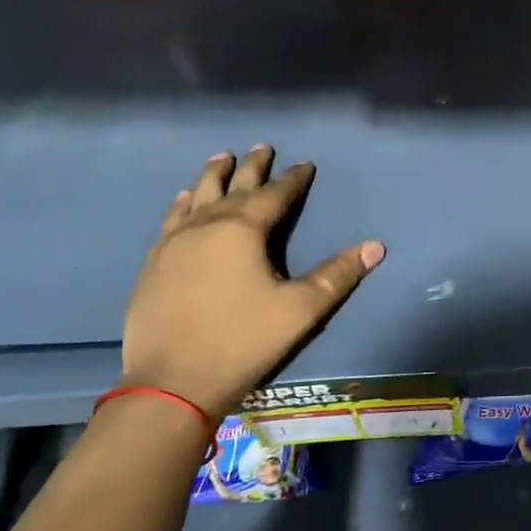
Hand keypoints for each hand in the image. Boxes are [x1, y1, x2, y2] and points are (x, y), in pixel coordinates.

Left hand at [121, 146, 383, 417]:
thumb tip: (376, 246)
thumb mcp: (301, 309)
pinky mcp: (155, 263)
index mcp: (244, 230)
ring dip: (213, 176)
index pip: (276, 195)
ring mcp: (175, 243)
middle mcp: (207, 226)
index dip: (294, 179)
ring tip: (222, 157)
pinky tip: (184, 198)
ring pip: (198, 197)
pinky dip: (182, 203)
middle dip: (252, 167)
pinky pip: (172, 220)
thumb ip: (338, 275)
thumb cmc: (242, 341)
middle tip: (263, 147)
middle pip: (234, 187)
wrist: (171, 384)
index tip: (305, 164)